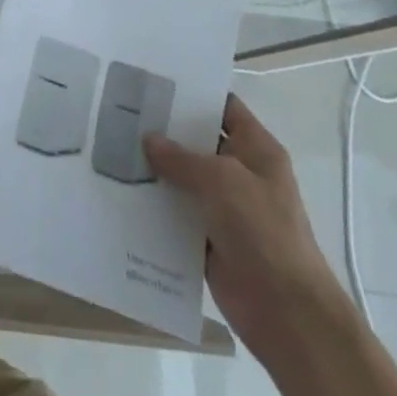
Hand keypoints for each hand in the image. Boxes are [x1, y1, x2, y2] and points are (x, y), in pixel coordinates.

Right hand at [144, 96, 353, 356]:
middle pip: (197, 142)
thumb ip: (182, 158)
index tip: (152, 83)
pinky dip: (154, 206)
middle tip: (119, 113)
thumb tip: (149, 140)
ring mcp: (224, 207)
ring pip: (182, 179)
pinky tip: (120, 193)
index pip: (223, 107)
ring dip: (154, 170)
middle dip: (163, 131)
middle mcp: (241, 173)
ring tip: (110, 149)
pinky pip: (175, 214)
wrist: (286, 312)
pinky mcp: (208, 238)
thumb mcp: (223, 181)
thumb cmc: (263, 232)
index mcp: (257, 150)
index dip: (193, 94)